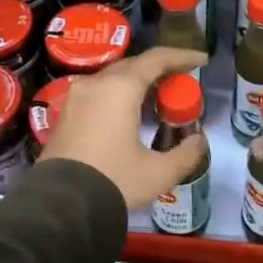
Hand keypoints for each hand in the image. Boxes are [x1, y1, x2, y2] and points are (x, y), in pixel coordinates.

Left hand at [39, 47, 209, 209]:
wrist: (60, 206)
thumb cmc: (114, 181)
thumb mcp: (159, 173)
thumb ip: (186, 154)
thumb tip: (198, 140)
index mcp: (120, 88)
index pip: (157, 59)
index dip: (182, 56)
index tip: (202, 61)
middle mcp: (96, 84)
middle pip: (134, 66)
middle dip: (161, 70)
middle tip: (182, 84)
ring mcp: (76, 97)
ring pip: (114, 78)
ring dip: (139, 83)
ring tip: (159, 100)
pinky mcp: (65, 114)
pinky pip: (98, 92)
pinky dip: (119, 95)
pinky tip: (130, 115)